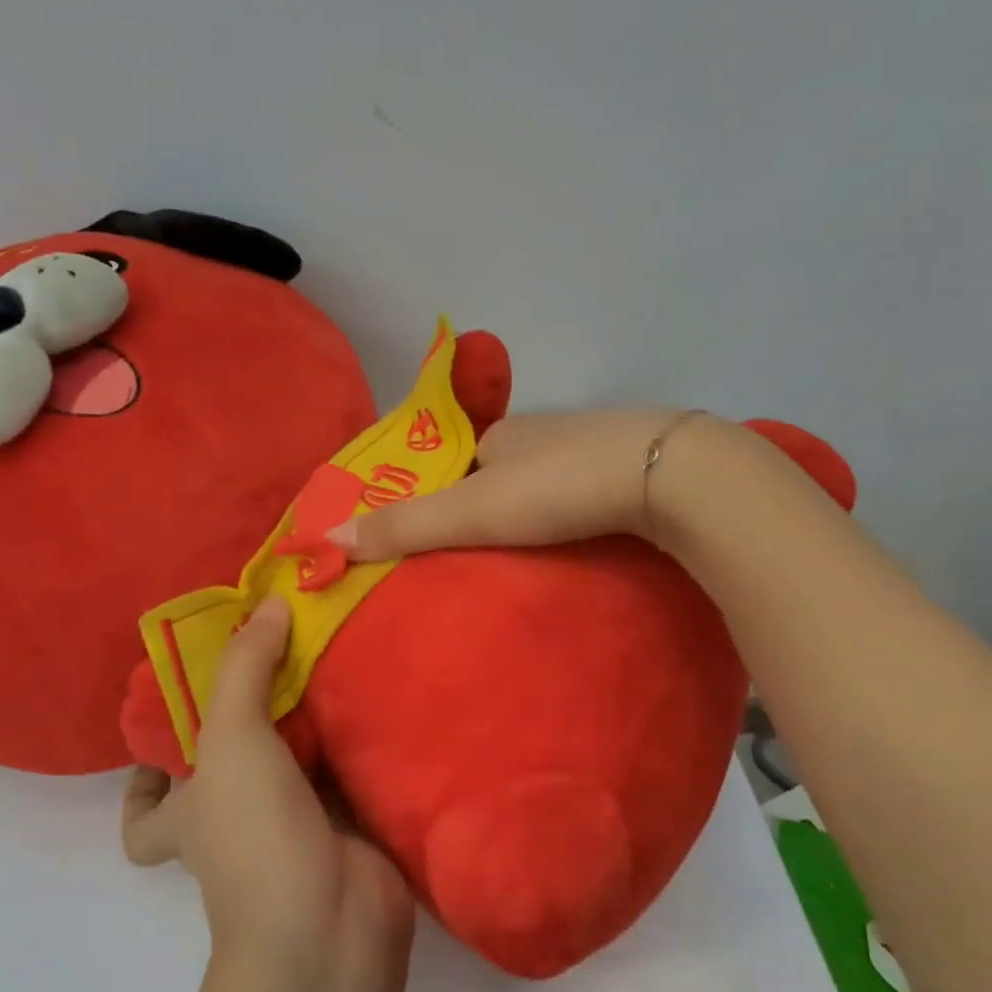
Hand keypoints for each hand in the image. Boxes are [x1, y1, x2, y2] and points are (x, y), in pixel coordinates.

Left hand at [121, 597, 412, 958]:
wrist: (331, 921)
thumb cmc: (255, 833)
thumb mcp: (231, 739)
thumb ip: (245, 666)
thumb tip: (268, 603)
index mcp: (190, 815)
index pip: (144, 814)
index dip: (143, 779)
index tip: (172, 722)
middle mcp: (235, 821)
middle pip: (229, 770)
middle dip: (249, 720)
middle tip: (274, 659)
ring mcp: (292, 826)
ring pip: (293, 764)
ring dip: (309, 723)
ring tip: (328, 659)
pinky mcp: (345, 825)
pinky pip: (345, 771)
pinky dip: (354, 741)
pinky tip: (370, 696)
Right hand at [328, 408, 720, 558]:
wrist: (665, 475)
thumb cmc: (558, 487)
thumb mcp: (472, 511)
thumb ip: (405, 525)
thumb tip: (327, 537)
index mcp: (502, 433)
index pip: (457, 465)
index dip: (444, 499)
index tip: (442, 540)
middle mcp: (544, 432)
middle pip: (503, 473)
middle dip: (490, 508)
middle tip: (484, 557)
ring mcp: (593, 446)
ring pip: (548, 482)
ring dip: (536, 514)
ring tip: (529, 559)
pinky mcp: (633, 468)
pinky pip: (586, 493)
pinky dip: (574, 514)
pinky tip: (580, 539)